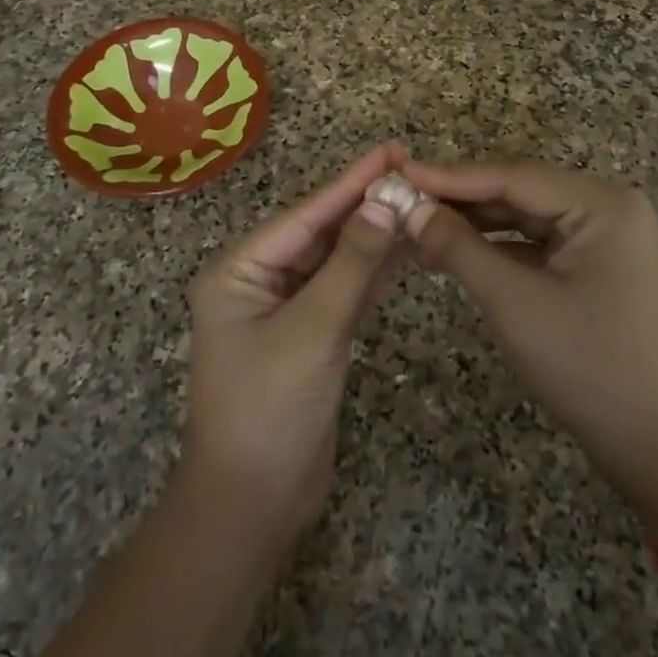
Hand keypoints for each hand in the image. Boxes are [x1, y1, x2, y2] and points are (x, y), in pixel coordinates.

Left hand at [180, 145, 405, 551]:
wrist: (253, 505)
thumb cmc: (269, 411)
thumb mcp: (312, 331)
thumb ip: (351, 266)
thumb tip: (384, 202)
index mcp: (239, 270)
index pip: (304, 215)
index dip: (350, 182)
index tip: (391, 150)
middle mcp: (258, 280)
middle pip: (320, 232)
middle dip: (364, 203)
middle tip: (413, 170)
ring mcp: (285, 308)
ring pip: (336, 260)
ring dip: (374, 235)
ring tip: (418, 201)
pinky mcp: (310, 334)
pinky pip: (344, 290)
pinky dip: (373, 272)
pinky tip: (405, 249)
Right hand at [401, 158, 657, 530]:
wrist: (652, 442)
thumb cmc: (587, 367)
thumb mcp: (514, 302)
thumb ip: (459, 248)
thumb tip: (409, 209)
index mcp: (604, 204)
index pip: (514, 176)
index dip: (451, 177)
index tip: (399, 174)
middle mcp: (608, 206)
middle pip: (519, 191)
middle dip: (460, 199)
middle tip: (401, 199)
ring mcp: (605, 233)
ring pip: (524, 215)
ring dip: (474, 222)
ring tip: (417, 223)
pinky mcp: (596, 260)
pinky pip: (536, 240)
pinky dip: (496, 245)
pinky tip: (453, 248)